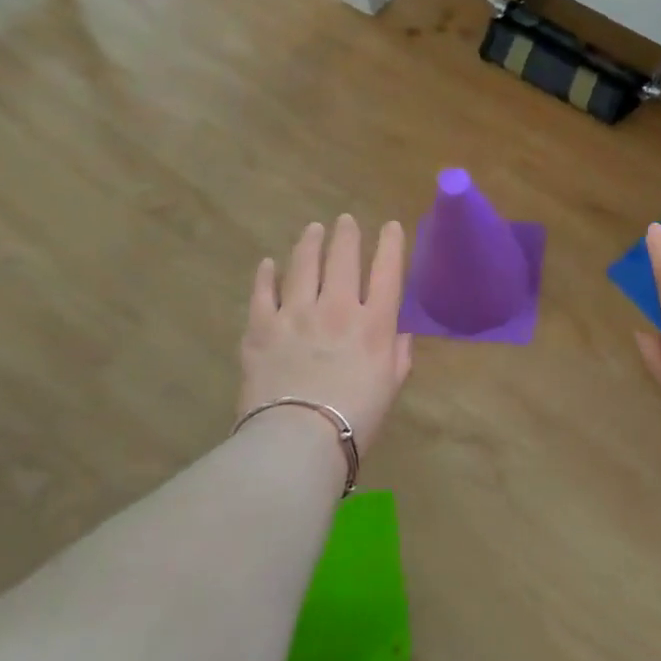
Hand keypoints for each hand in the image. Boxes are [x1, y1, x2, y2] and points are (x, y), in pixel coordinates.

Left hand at [239, 215, 413, 455]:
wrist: (298, 439)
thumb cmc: (356, 419)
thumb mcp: (391, 387)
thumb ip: (399, 354)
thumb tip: (399, 332)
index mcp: (374, 324)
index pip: (387, 271)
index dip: (390, 244)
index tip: (390, 226)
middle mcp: (337, 308)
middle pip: (343, 259)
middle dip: (346, 235)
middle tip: (345, 220)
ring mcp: (295, 313)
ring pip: (303, 265)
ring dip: (309, 243)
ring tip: (313, 229)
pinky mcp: (261, 327)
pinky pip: (263, 292)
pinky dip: (266, 275)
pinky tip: (268, 264)